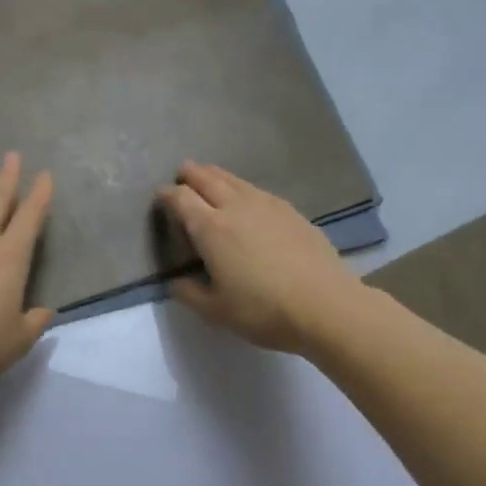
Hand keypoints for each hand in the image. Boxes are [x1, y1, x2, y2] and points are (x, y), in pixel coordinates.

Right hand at [157, 161, 361, 354]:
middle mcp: (236, 207)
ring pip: (234, 179)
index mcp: (211, 229)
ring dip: (216, 176)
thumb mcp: (216, 311)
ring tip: (210, 178)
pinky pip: (257, 190)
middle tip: (182, 174)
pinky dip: (242, 188)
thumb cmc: (263, 310)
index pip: (181, 199)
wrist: (325, 305)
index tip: (160, 198)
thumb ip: (189, 294)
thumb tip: (176, 282)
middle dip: (190, 174)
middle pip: (207, 178)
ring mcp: (267, 205)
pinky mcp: (291, 211)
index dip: (167, 195)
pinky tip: (247, 200)